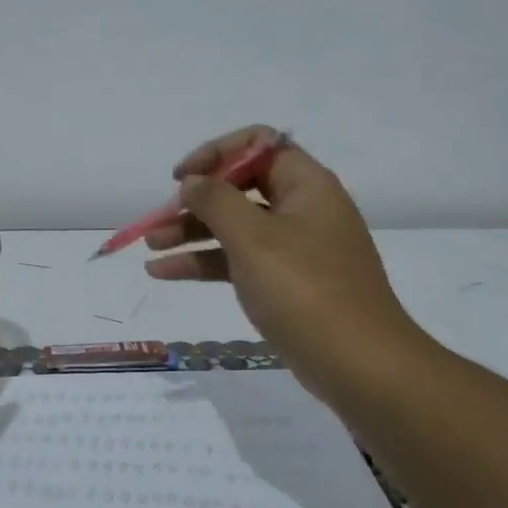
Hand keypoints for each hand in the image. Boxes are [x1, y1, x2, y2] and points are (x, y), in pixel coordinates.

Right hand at [144, 127, 425, 404]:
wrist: (357, 363)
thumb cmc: (305, 290)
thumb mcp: (253, 238)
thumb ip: (216, 201)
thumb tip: (192, 181)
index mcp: (306, 185)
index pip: (259, 144)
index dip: (216, 153)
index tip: (182, 178)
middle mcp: (302, 209)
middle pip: (241, 188)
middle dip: (196, 200)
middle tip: (158, 219)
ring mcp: (294, 249)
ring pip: (235, 227)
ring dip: (192, 232)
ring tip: (150, 246)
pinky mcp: (285, 283)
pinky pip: (239, 261)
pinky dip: (205, 263)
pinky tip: (165, 272)